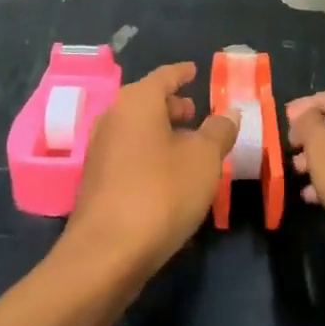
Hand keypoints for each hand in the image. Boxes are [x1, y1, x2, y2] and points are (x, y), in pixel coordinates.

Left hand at [66, 63, 235, 277]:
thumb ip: (219, 131)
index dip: (182, 73)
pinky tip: (168, 175)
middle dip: (172, 105)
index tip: (195, 71)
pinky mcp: (96, 182)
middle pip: (146, 102)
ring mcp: (100, 151)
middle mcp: (113, 118)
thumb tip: (229, 112)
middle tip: (196, 112)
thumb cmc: (161, 192)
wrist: (106, 254)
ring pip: (136, 129)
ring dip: (161, 132)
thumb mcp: (204, 159)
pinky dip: (149, 154)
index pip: (164, 76)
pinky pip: (128, 154)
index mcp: (137, 102)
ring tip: (188, 146)